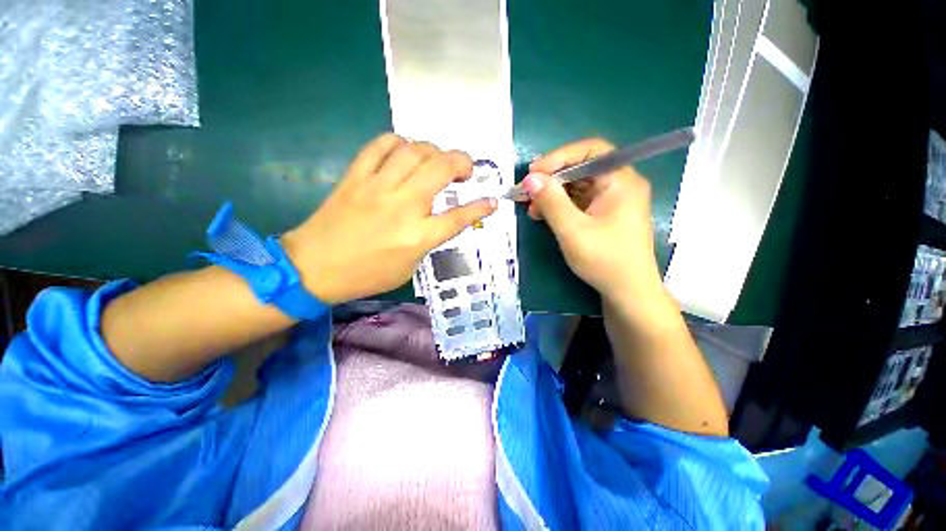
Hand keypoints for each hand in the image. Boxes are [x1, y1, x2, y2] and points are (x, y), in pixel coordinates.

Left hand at [282, 133, 496, 303]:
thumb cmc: (366, 275)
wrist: (313, 267)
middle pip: (440, 169)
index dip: (479, 208)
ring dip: (434, 150)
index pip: (458, 217)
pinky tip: (405, 152)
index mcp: (417, 237)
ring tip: (437, 160)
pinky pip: (380, 146)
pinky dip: (399, 143)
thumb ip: (428, 241)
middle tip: (465, 170)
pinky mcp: (355, 176)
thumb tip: (441, 219)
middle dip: (462, 161)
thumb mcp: (408, 268)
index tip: (492, 201)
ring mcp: (377, 187)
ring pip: (414, 150)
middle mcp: (402, 207)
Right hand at [523, 138, 662, 304]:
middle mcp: (619, 185)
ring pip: (578, 186)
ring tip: (531, 207)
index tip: (533, 173)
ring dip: (552, 194)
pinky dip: (559, 206)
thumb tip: (530, 179)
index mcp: (621, 181)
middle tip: (527, 191)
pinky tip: (543, 215)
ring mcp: (612, 201)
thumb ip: (551, 202)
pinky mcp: (604, 215)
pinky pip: (578, 202)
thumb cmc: (604, 261)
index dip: (559, 157)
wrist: (627, 293)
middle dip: (552, 178)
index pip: (591, 150)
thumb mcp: (573, 230)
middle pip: (582, 168)